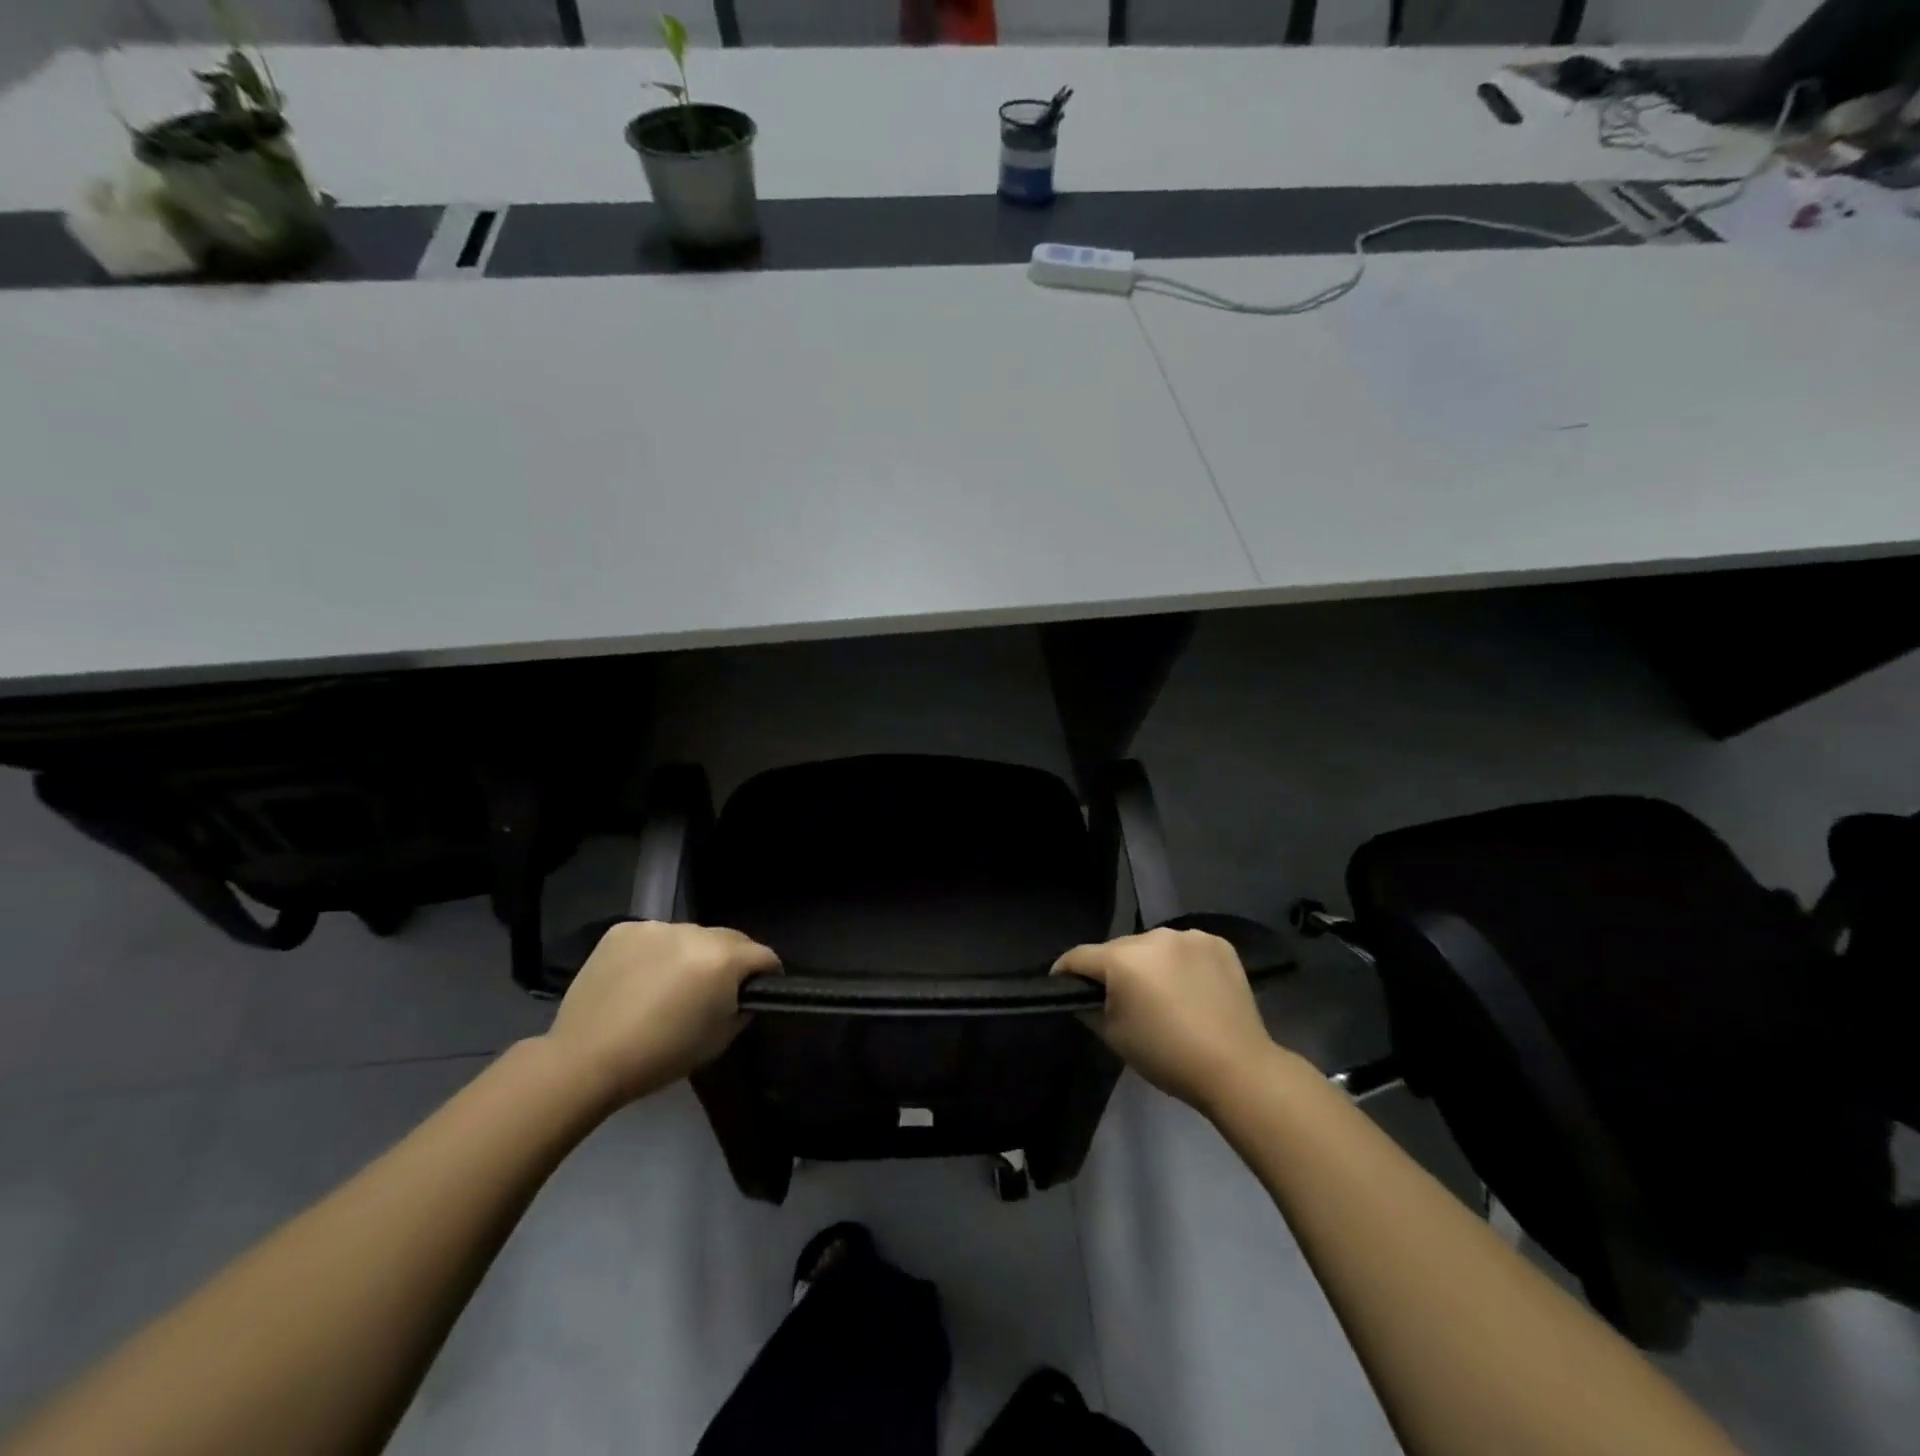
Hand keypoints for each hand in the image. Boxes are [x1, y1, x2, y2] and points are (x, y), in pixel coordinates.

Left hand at [546, 921, 779, 1106]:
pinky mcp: (623, 930)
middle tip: (715, 989)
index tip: (759, 990)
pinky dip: (657, 952)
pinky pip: (655, 937)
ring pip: (690, 936)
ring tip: (671, 984)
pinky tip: (640, 978)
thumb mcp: (720, 1038)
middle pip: (730, 939)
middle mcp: (695, 931)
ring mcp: (657, 926)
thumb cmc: (662, 1056)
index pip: (764, 955)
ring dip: (692, 954)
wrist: (586, 1060)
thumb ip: (742, 1006)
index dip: (768, 974)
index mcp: (724, 958)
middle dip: (731, 960)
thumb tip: (743, 992)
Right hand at [1053, 927, 1276, 1110]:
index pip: (1079, 956)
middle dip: (1113, 968)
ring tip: (1160, 992)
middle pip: (1118, 948)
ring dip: (1148, 963)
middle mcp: (1153, 935)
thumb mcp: (1114, 1036)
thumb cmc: (1166, 1055)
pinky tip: (1191, 987)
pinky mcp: (1219, 943)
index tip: (1061, 984)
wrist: (1237, 1068)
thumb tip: (1083, 995)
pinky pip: (1185, 948)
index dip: (1065, 970)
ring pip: (1153, 946)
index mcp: (1122, 958)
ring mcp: (1189, 936)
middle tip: (1120, 998)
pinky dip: (1180, 962)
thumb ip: (1089, 1007)